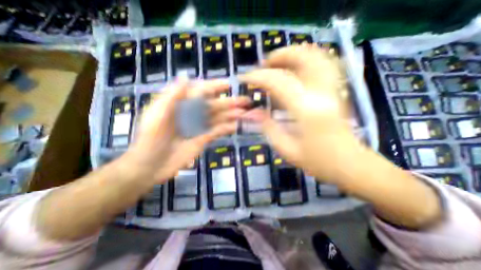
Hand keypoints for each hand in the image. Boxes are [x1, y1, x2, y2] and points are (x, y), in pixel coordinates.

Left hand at [122, 78, 248, 182]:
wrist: (150, 166)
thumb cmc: (150, 139)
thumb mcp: (158, 115)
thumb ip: (172, 96)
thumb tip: (186, 76)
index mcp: (181, 105)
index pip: (200, 91)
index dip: (214, 86)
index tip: (228, 85)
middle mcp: (192, 113)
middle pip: (214, 105)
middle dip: (229, 102)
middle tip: (245, 101)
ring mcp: (199, 127)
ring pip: (218, 118)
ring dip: (231, 115)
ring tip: (245, 113)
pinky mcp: (203, 139)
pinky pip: (217, 131)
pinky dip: (227, 128)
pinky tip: (236, 126)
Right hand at [242, 46, 358, 181]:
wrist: (350, 165)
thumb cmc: (318, 161)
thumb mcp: (287, 149)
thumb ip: (268, 128)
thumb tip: (253, 112)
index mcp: (306, 110)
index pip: (279, 82)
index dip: (258, 77)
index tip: (245, 78)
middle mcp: (322, 93)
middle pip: (304, 58)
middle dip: (280, 56)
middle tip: (264, 65)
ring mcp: (333, 89)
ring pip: (317, 57)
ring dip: (294, 54)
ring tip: (278, 63)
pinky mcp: (337, 91)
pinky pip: (325, 65)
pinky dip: (308, 60)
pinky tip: (296, 68)